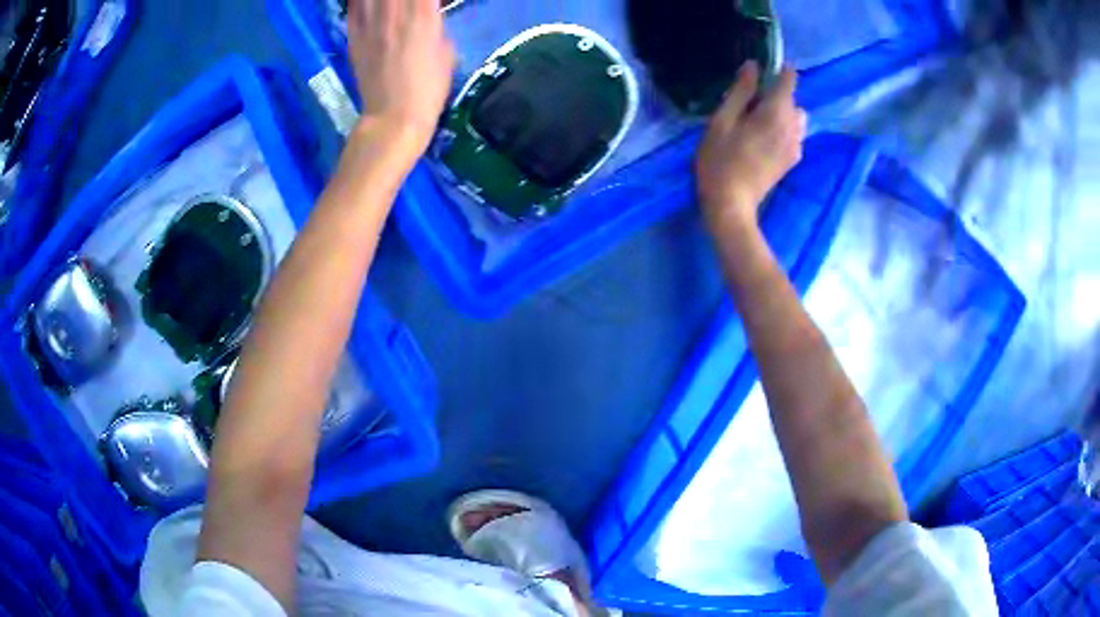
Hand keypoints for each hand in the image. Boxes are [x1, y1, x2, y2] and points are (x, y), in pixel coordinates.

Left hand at [347, 0, 455, 156]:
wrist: (394, 117)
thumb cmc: (429, 88)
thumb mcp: (446, 52)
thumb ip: (435, 27)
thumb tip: (428, 18)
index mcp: (423, 15)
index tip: (428, 2)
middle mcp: (394, 13)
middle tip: (406, 4)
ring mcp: (370, 23)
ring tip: (389, 5)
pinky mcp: (353, 35)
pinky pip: (354, 5)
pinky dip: (360, 1)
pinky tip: (368, 3)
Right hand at [696, 63, 806, 234]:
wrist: (731, 205)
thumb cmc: (720, 159)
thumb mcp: (722, 120)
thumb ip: (741, 91)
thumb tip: (753, 66)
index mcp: (776, 112)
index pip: (789, 79)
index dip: (778, 70)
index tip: (760, 72)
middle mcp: (793, 127)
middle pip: (793, 100)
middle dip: (776, 95)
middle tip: (748, 104)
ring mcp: (796, 146)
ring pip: (796, 118)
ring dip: (781, 113)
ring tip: (756, 122)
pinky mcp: (792, 160)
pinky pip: (794, 134)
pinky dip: (783, 129)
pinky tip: (761, 140)